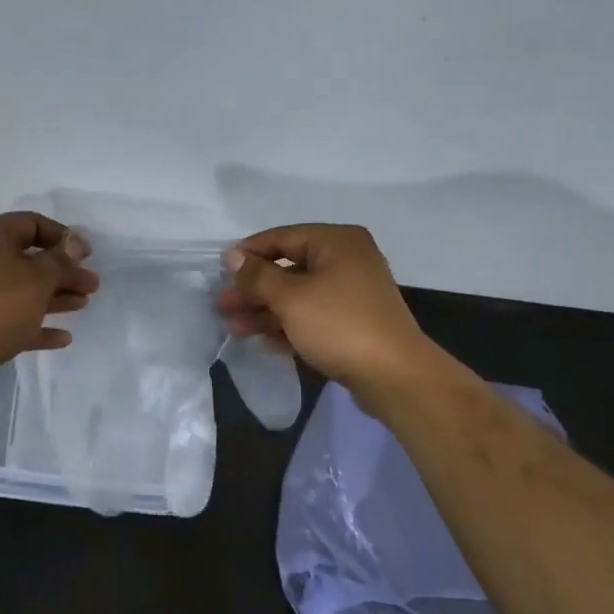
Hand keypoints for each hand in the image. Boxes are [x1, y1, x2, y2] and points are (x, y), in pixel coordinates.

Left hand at [0, 212, 98, 400]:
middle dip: (63, 271)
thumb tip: (74, 243)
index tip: (87, 254)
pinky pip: (15, 319)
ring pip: (24, 290)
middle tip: (92, 285)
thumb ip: (60, 261)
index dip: (62, 236)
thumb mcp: (36, 279)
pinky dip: (38, 325)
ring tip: (84, 304)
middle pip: (30, 259)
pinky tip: (63, 338)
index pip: (31, 223)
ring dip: (55, 296)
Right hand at [216, 223, 435, 405]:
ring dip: (265, 311)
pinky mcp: (352, 323)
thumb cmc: (339, 325)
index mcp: (336, 242)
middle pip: (288, 268)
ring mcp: (351, 293)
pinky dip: (288, 326)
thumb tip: (233, 256)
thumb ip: (258, 276)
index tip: (220, 270)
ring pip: (298, 296)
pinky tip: (264, 342)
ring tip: (234, 328)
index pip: (282, 237)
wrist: (394, 376)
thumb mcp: (291, 298)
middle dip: (253, 289)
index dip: (248, 253)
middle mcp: (347, 260)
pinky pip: (312, 316)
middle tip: (222, 305)